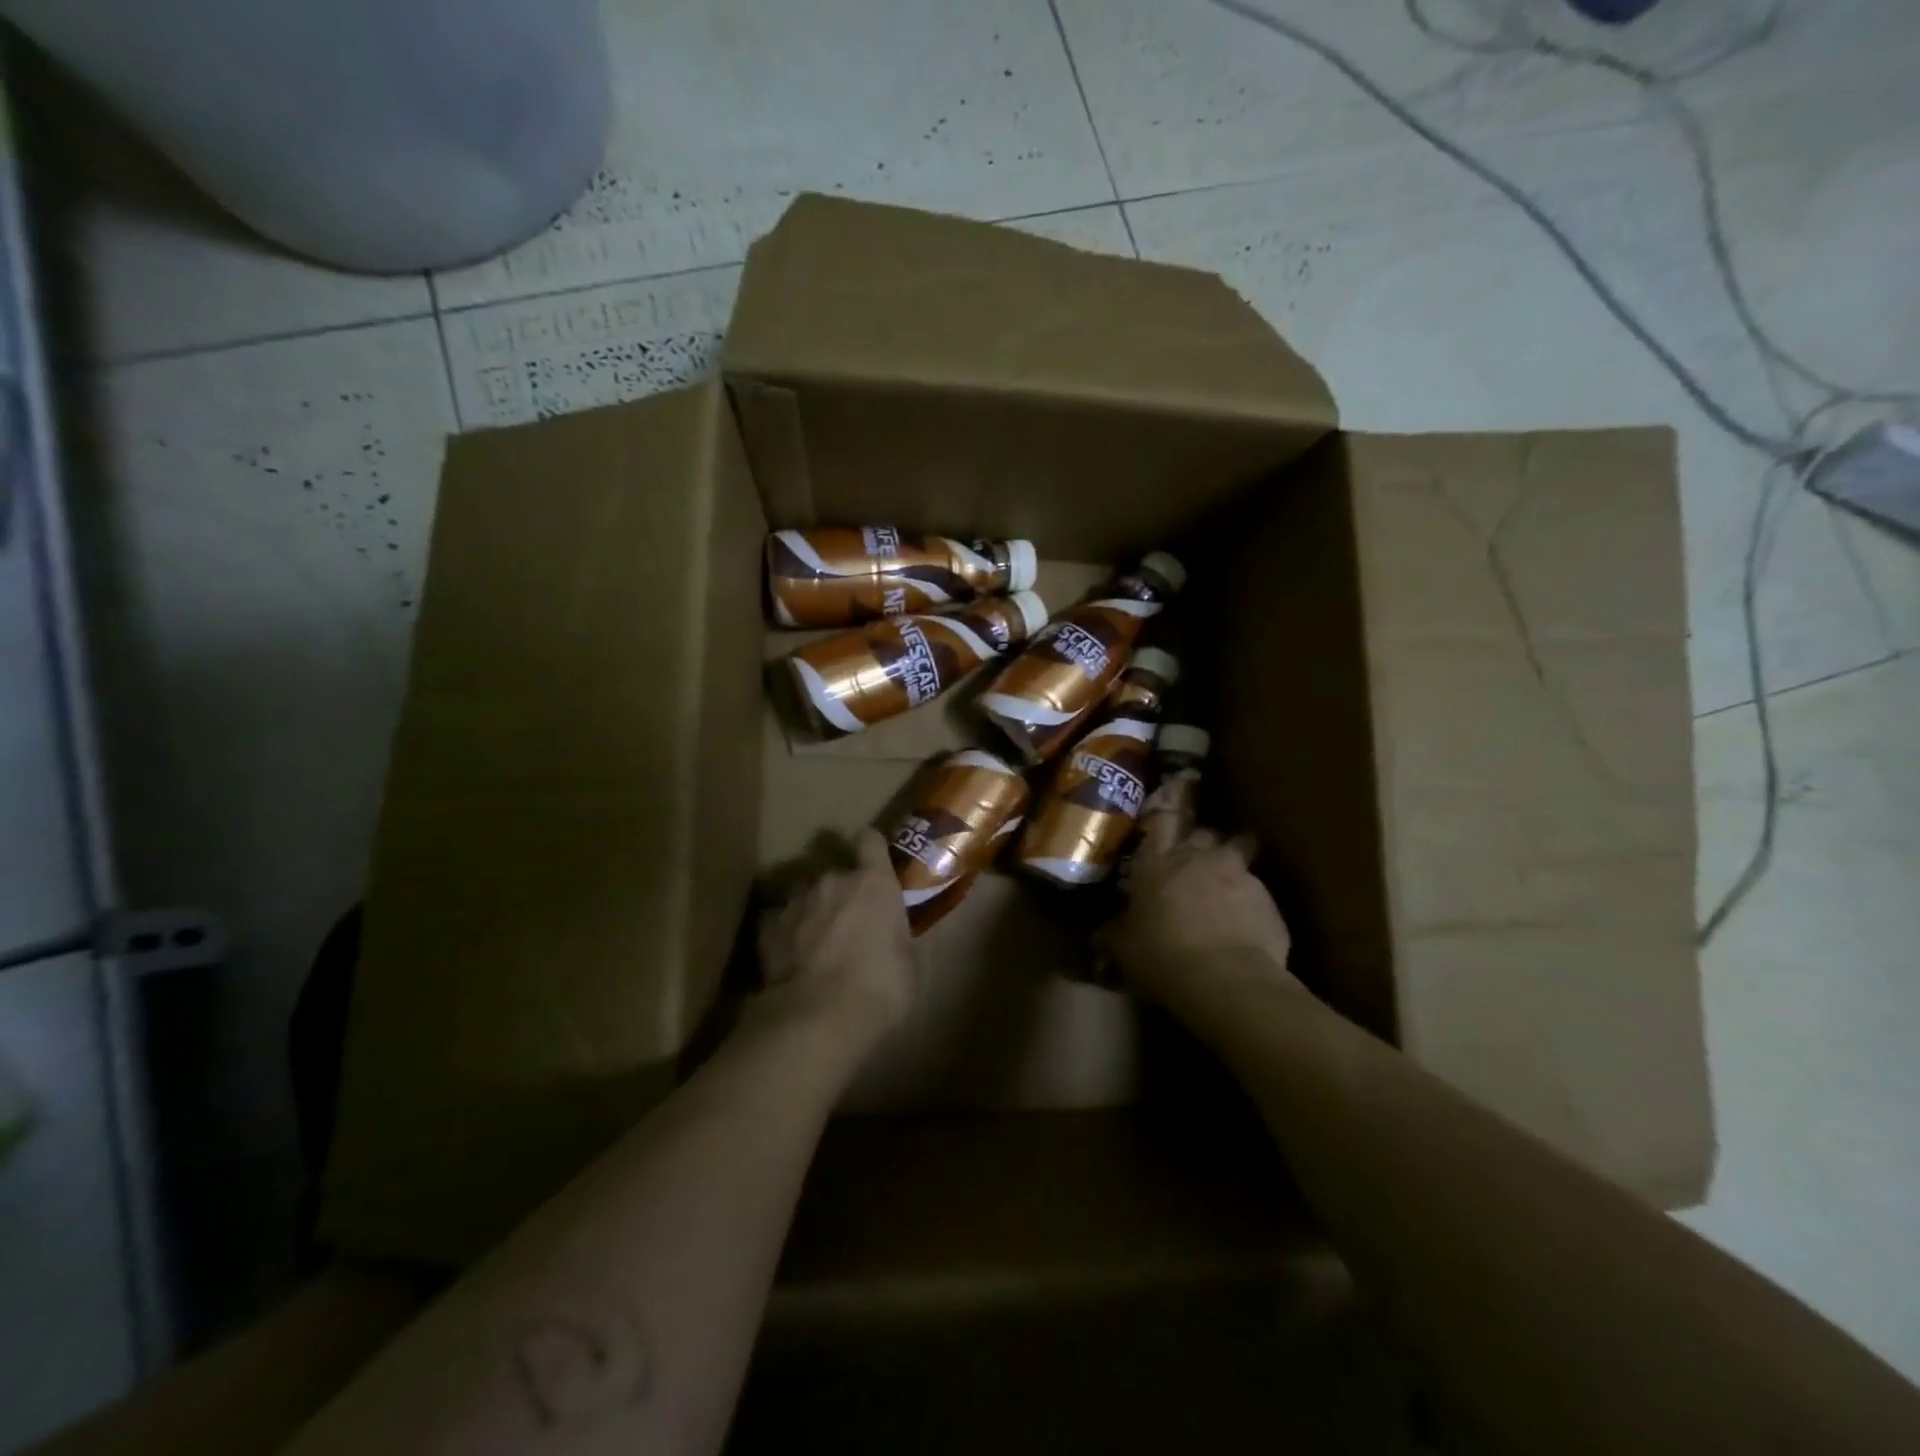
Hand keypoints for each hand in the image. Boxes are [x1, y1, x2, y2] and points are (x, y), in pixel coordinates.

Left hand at [755, 828, 916, 1044]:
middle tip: (846, 922)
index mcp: (875, 883)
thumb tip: (889, 939)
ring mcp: (796, 902)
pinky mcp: (767, 928)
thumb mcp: (908, 963)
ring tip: (813, 943)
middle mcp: (833, 881)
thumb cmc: (880, 988)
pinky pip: (777, 922)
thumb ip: (896, 937)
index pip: (870, 841)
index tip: (870, 859)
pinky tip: (789, 959)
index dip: (869, 847)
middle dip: (840, 892)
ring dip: (811, 911)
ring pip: (804, 895)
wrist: (819, 1017)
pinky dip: (784, 935)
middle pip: (835, 872)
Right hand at [1103, 821, 1294, 1007]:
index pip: (1163, 820)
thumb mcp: (1124, 948)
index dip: (1170, 810)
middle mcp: (1200, 859)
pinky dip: (1254, 909)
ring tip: (1229, 897)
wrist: (1225, 980)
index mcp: (1158, 863)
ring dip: (1233, 873)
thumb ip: (1114, 934)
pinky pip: (1261, 897)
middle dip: (1207, 843)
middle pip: (1208, 832)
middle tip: (1201, 861)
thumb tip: (1099, 935)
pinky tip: (1248, 932)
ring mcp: (1240, 877)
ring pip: (1241, 858)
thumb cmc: (1161, 955)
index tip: (1176, 809)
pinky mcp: (1270, 903)